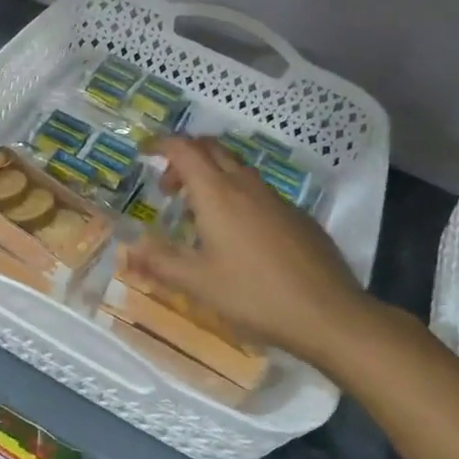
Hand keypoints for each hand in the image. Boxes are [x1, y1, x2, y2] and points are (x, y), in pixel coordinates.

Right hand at [124, 137, 385, 369]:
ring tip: (198, 215)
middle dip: (185, 158)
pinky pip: (257, 190)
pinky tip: (237, 235)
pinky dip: (236, 194)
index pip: (184, 149)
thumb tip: (129, 247)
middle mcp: (246, 185)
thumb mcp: (197, 283)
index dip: (161, 145)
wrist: (329, 313)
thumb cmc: (254, 295)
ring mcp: (275, 198)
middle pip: (211, 149)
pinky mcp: (296, 215)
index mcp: (217, 193)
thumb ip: (159, 261)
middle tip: (169, 189)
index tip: (144, 152)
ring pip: (236, 168)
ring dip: (211, 177)